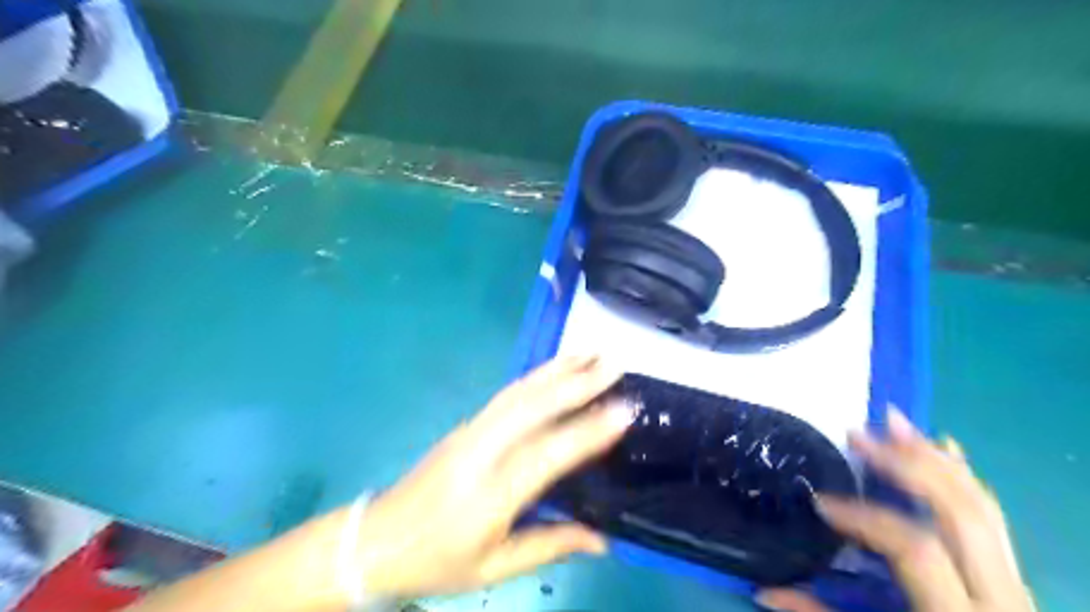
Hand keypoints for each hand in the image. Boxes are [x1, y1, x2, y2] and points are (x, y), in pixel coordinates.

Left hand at [350, 353, 641, 598]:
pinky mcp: (466, 424)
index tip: (623, 409)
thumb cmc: (437, 560)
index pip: (547, 455)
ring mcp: (471, 431)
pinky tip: (555, 367)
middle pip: (532, 408)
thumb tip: (603, 539)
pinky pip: (507, 394)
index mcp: (490, 494)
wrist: (376, 540)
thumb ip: (550, 545)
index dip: (587, 432)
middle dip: (577, 383)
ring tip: (591, 353)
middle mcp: (481, 451)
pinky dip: (537, 375)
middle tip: (614, 365)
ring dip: (557, 369)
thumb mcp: (494, 568)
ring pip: (519, 392)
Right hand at [759, 409, 1036, 611]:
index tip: (820, 503)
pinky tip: (943, 446)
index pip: (913, 546)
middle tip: (858, 434)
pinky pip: (992, 515)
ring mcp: (1014, 581)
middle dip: (905, 465)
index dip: (864, 517)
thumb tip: (761, 591)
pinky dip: (963, 475)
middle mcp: (997, 594)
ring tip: (894, 421)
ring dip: (933, 458)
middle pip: (958, 512)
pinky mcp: (1014, 574)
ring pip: (981, 505)